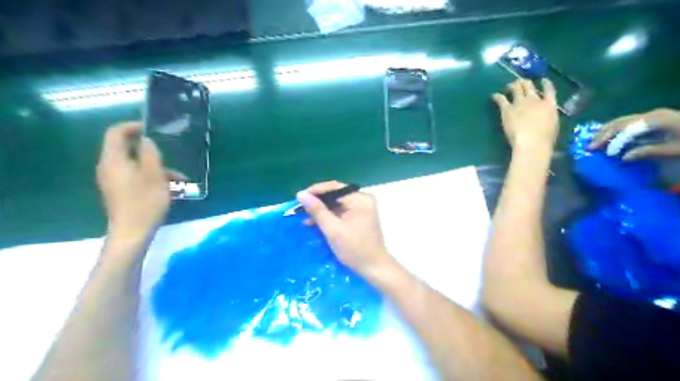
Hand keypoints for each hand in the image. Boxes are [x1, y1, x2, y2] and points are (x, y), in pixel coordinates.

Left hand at [95, 124, 168, 244]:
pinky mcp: (120, 190)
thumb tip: (147, 140)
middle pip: (126, 148)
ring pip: (135, 164)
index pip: (115, 133)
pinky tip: (172, 187)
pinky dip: (152, 176)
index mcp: (114, 160)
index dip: (132, 127)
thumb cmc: (145, 202)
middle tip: (170, 153)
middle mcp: (109, 167)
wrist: (132, 232)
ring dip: (157, 166)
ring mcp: (114, 180)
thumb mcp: (155, 176)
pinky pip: (135, 176)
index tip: (153, 130)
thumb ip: (151, 154)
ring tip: (181, 177)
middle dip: (150, 150)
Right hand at [298, 182, 393, 279]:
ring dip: (322, 210)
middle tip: (300, 209)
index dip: (315, 191)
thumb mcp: (333, 230)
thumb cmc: (354, 249)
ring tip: (305, 219)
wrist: (374, 268)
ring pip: (337, 203)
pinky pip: (341, 211)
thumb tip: (301, 194)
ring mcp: (362, 208)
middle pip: (335, 195)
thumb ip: (317, 210)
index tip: (299, 198)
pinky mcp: (360, 216)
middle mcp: (363, 199)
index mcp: (360, 199)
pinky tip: (316, 223)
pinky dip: (329, 216)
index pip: (334, 188)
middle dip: (318, 202)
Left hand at [495, 79, 556, 151]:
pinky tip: (494, 95)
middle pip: (529, 86)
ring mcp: (520, 103)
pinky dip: (498, 96)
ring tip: (509, 86)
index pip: (549, 90)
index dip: (546, 83)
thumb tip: (545, 116)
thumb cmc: (544, 138)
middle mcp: (534, 100)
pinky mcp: (507, 109)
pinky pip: (501, 99)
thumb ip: (548, 116)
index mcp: (549, 105)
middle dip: (525, 83)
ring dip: (512, 86)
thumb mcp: (553, 125)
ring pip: (516, 89)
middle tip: (521, 83)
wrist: (531, 141)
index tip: (543, 80)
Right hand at [588, 108, 679, 159]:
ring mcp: (650, 115)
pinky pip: (626, 122)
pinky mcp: (650, 119)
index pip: (629, 129)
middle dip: (603, 135)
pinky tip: (605, 137)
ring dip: (604, 132)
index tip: (606, 154)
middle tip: (589, 147)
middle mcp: (651, 115)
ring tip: (592, 142)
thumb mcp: (675, 150)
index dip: (616, 141)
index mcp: (657, 120)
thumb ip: (649, 151)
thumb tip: (624, 157)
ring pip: (620, 121)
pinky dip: (612, 130)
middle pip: (620, 122)